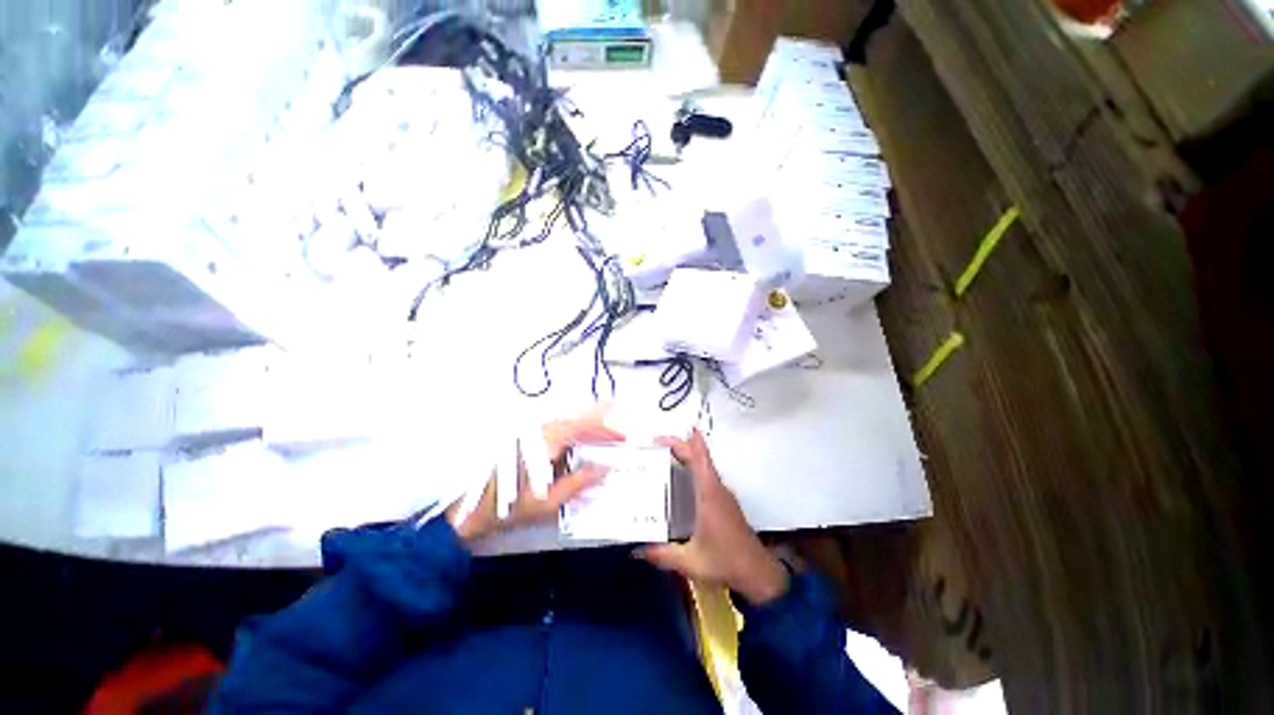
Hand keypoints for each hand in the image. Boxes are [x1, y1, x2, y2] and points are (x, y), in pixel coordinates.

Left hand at [448, 405, 623, 541]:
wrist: (467, 508)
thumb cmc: (507, 506)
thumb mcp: (547, 502)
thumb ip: (579, 483)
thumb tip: (605, 469)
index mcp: (546, 440)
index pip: (584, 425)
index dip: (607, 427)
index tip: (626, 433)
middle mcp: (540, 428)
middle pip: (578, 418)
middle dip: (603, 422)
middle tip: (623, 432)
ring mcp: (533, 430)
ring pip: (569, 422)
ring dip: (591, 427)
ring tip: (609, 436)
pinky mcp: (528, 436)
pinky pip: (559, 429)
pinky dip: (576, 432)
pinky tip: (585, 442)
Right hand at [639, 429, 789, 605]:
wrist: (758, 574)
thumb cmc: (725, 562)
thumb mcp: (690, 561)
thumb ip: (662, 554)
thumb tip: (636, 550)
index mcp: (709, 496)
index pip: (702, 461)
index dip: (694, 442)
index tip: (686, 426)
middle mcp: (717, 490)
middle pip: (700, 461)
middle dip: (682, 447)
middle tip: (658, 443)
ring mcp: (724, 497)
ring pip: (705, 469)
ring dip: (689, 458)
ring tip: (666, 455)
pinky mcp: (725, 505)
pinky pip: (707, 479)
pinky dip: (694, 471)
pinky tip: (682, 480)